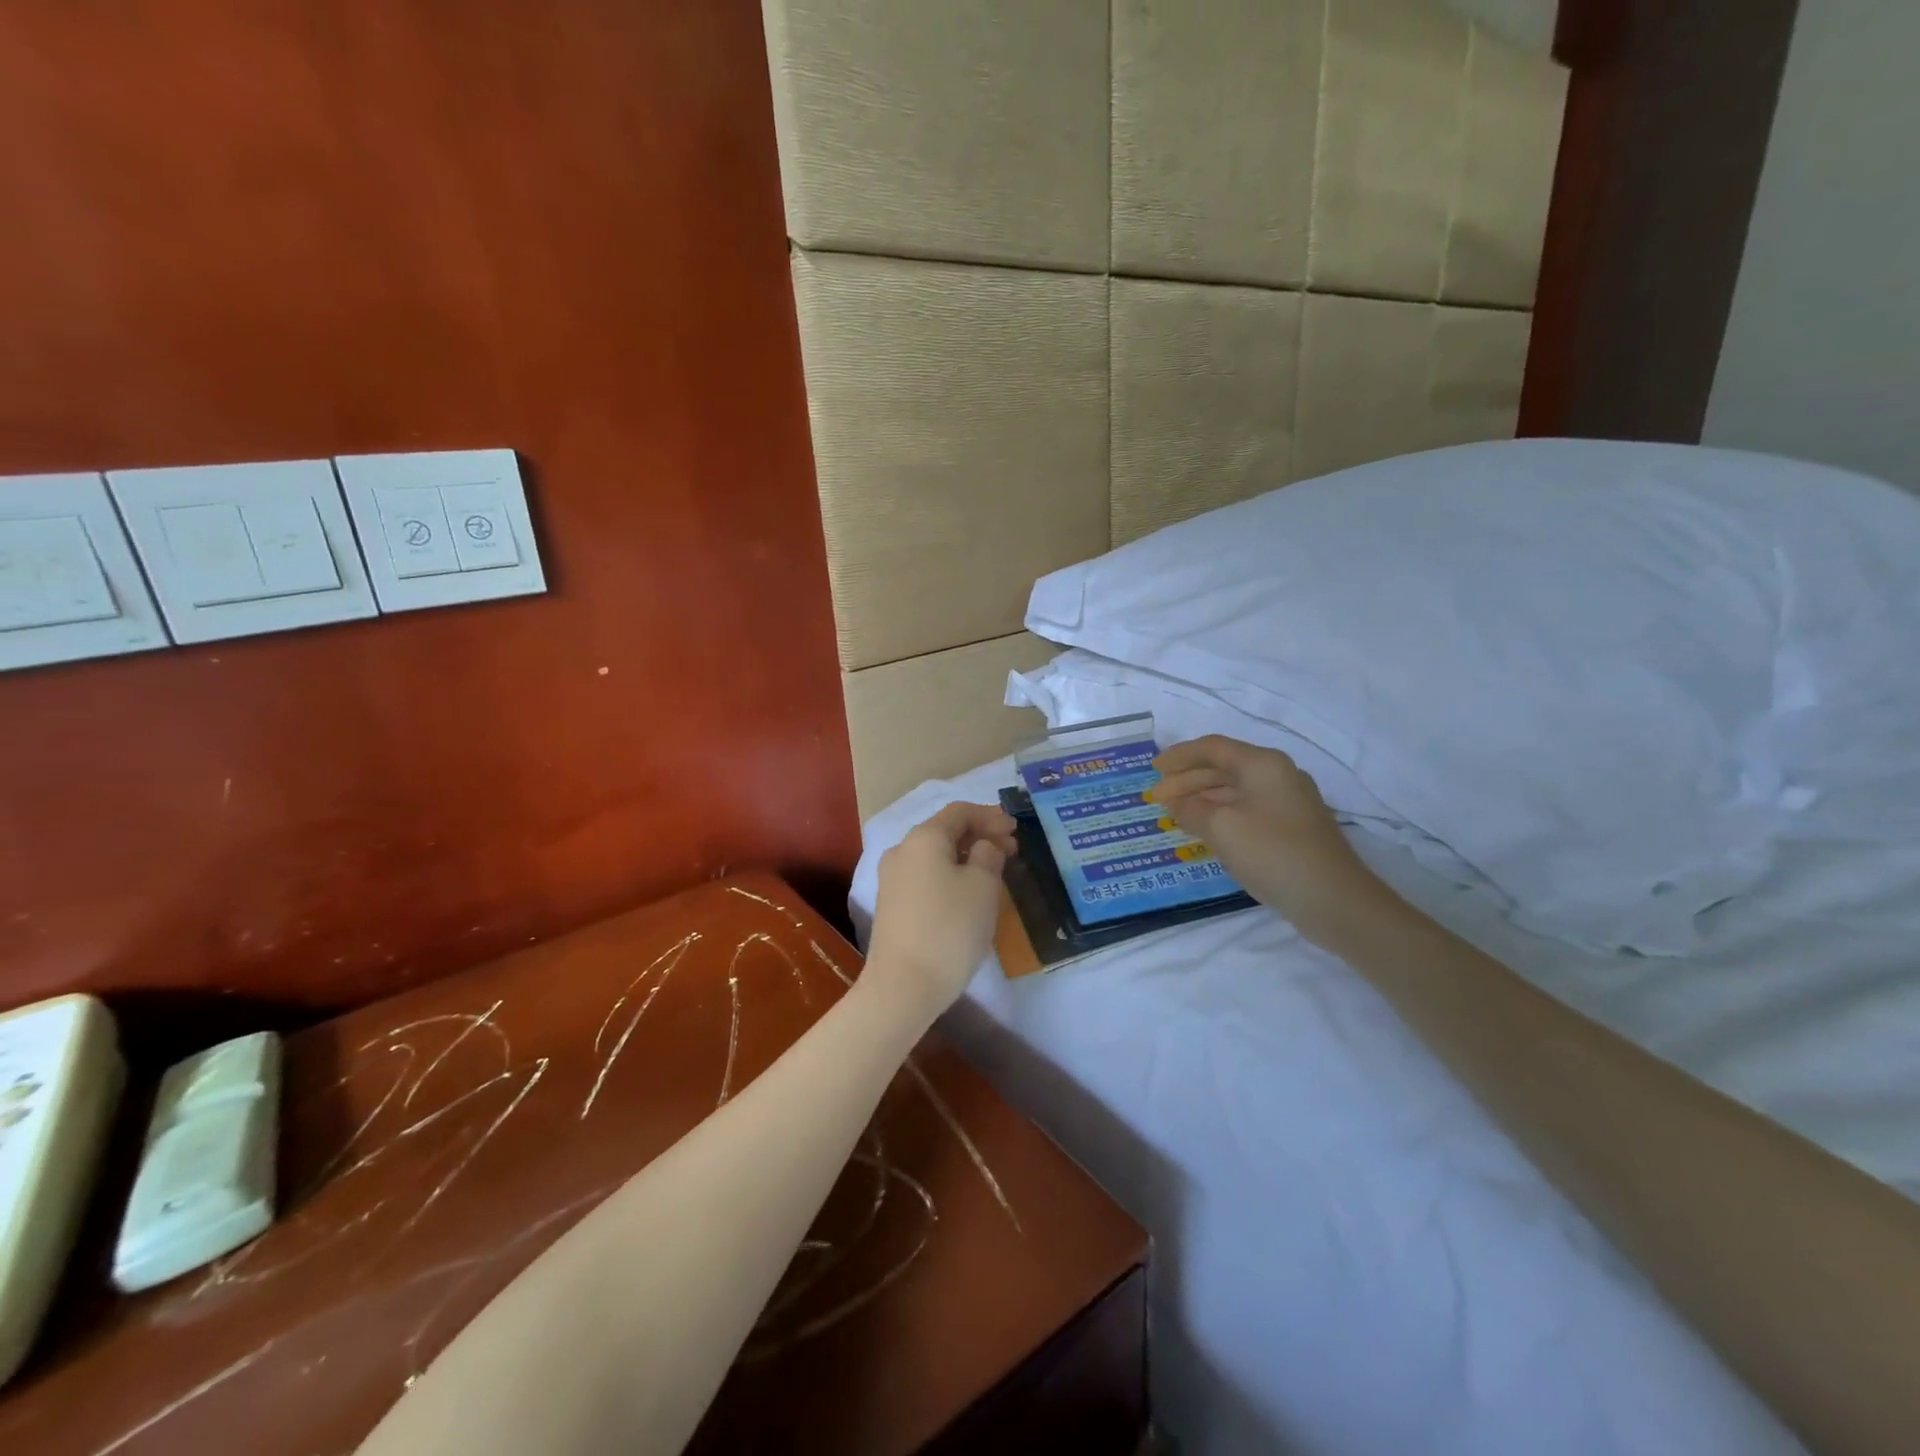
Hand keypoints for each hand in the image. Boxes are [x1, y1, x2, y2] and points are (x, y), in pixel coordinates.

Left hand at [865, 803, 1017, 1022]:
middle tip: (1012, 850)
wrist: (903, 985)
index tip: (1016, 830)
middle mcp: (902, 850)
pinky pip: (926, 876)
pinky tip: (968, 892)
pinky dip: (950, 874)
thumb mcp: (983, 886)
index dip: (991, 816)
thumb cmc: (950, 928)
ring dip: (966, 856)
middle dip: (980, 835)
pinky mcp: (892, 904)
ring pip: (936, 855)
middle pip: (945, 831)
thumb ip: (988, 855)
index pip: (960, 812)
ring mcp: (892, 878)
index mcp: (924, 837)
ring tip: (994, 871)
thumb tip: (982, 847)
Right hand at [1150, 736, 1388, 943]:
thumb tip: (1177, 803)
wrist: (1334, 899)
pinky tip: (1205, 831)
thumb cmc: (1272, 853)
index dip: (1180, 756)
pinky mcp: (1292, 829)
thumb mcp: (1221, 827)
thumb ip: (1191, 809)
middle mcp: (1278, 775)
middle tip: (1158, 798)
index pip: (1213, 748)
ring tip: (1175, 814)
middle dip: (1188, 780)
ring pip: (1235, 791)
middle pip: (1224, 768)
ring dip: (1203, 799)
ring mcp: (1288, 803)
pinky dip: (1221, 815)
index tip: (1153, 770)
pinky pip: (1247, 810)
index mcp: (1263, 764)